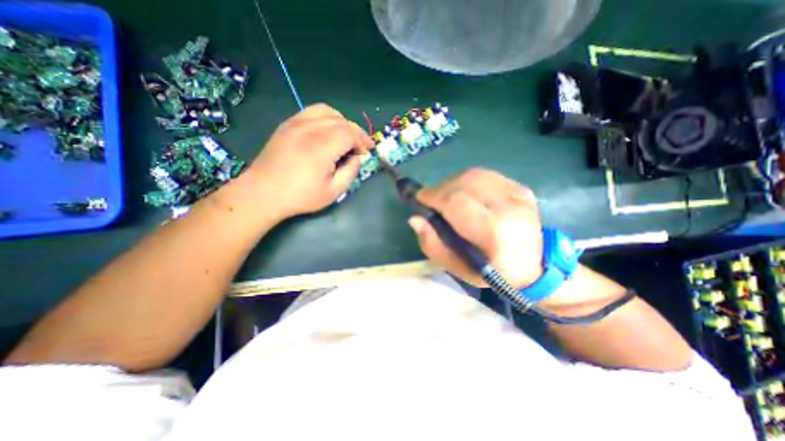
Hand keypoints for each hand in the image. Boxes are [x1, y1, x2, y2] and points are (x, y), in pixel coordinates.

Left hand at [240, 103, 372, 220]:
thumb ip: (350, 172)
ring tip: (345, 137)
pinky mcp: (288, 124)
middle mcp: (310, 128)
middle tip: (361, 147)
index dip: (362, 141)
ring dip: (342, 123)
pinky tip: (327, 131)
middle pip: (342, 121)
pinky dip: (326, 118)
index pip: (350, 132)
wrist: (263, 193)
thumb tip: (357, 158)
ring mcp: (296, 123)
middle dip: (356, 133)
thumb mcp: (333, 191)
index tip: (366, 153)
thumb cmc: (300, 196)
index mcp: (322, 146)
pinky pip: (312, 111)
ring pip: (328, 111)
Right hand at [408, 168, 542, 289]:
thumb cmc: (491, 272)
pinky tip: (464, 193)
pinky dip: (467, 181)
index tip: (419, 199)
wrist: (532, 266)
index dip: (433, 196)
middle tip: (430, 200)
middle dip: (440, 189)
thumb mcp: (456, 268)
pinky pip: (484, 175)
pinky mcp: (520, 187)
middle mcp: (509, 208)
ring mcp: (518, 194)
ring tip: (445, 197)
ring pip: (473, 175)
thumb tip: (414, 218)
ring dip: (452, 183)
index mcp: (494, 232)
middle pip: (463, 183)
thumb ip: (432, 244)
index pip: (456, 202)